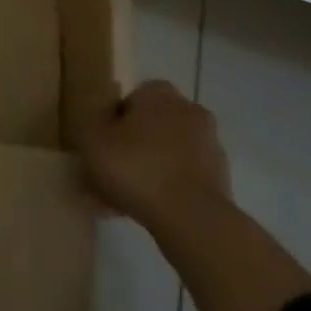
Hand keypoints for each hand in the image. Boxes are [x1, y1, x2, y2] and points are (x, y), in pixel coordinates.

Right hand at [77, 81, 230, 231]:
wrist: (192, 218)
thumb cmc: (136, 167)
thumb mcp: (92, 137)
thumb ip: (90, 120)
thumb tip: (98, 116)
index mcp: (158, 92)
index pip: (128, 100)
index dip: (110, 124)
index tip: (99, 148)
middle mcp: (188, 110)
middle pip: (149, 127)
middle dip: (131, 148)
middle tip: (109, 175)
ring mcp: (209, 146)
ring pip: (166, 155)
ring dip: (148, 170)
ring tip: (122, 201)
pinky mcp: (220, 180)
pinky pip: (182, 179)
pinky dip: (166, 191)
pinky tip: (145, 212)